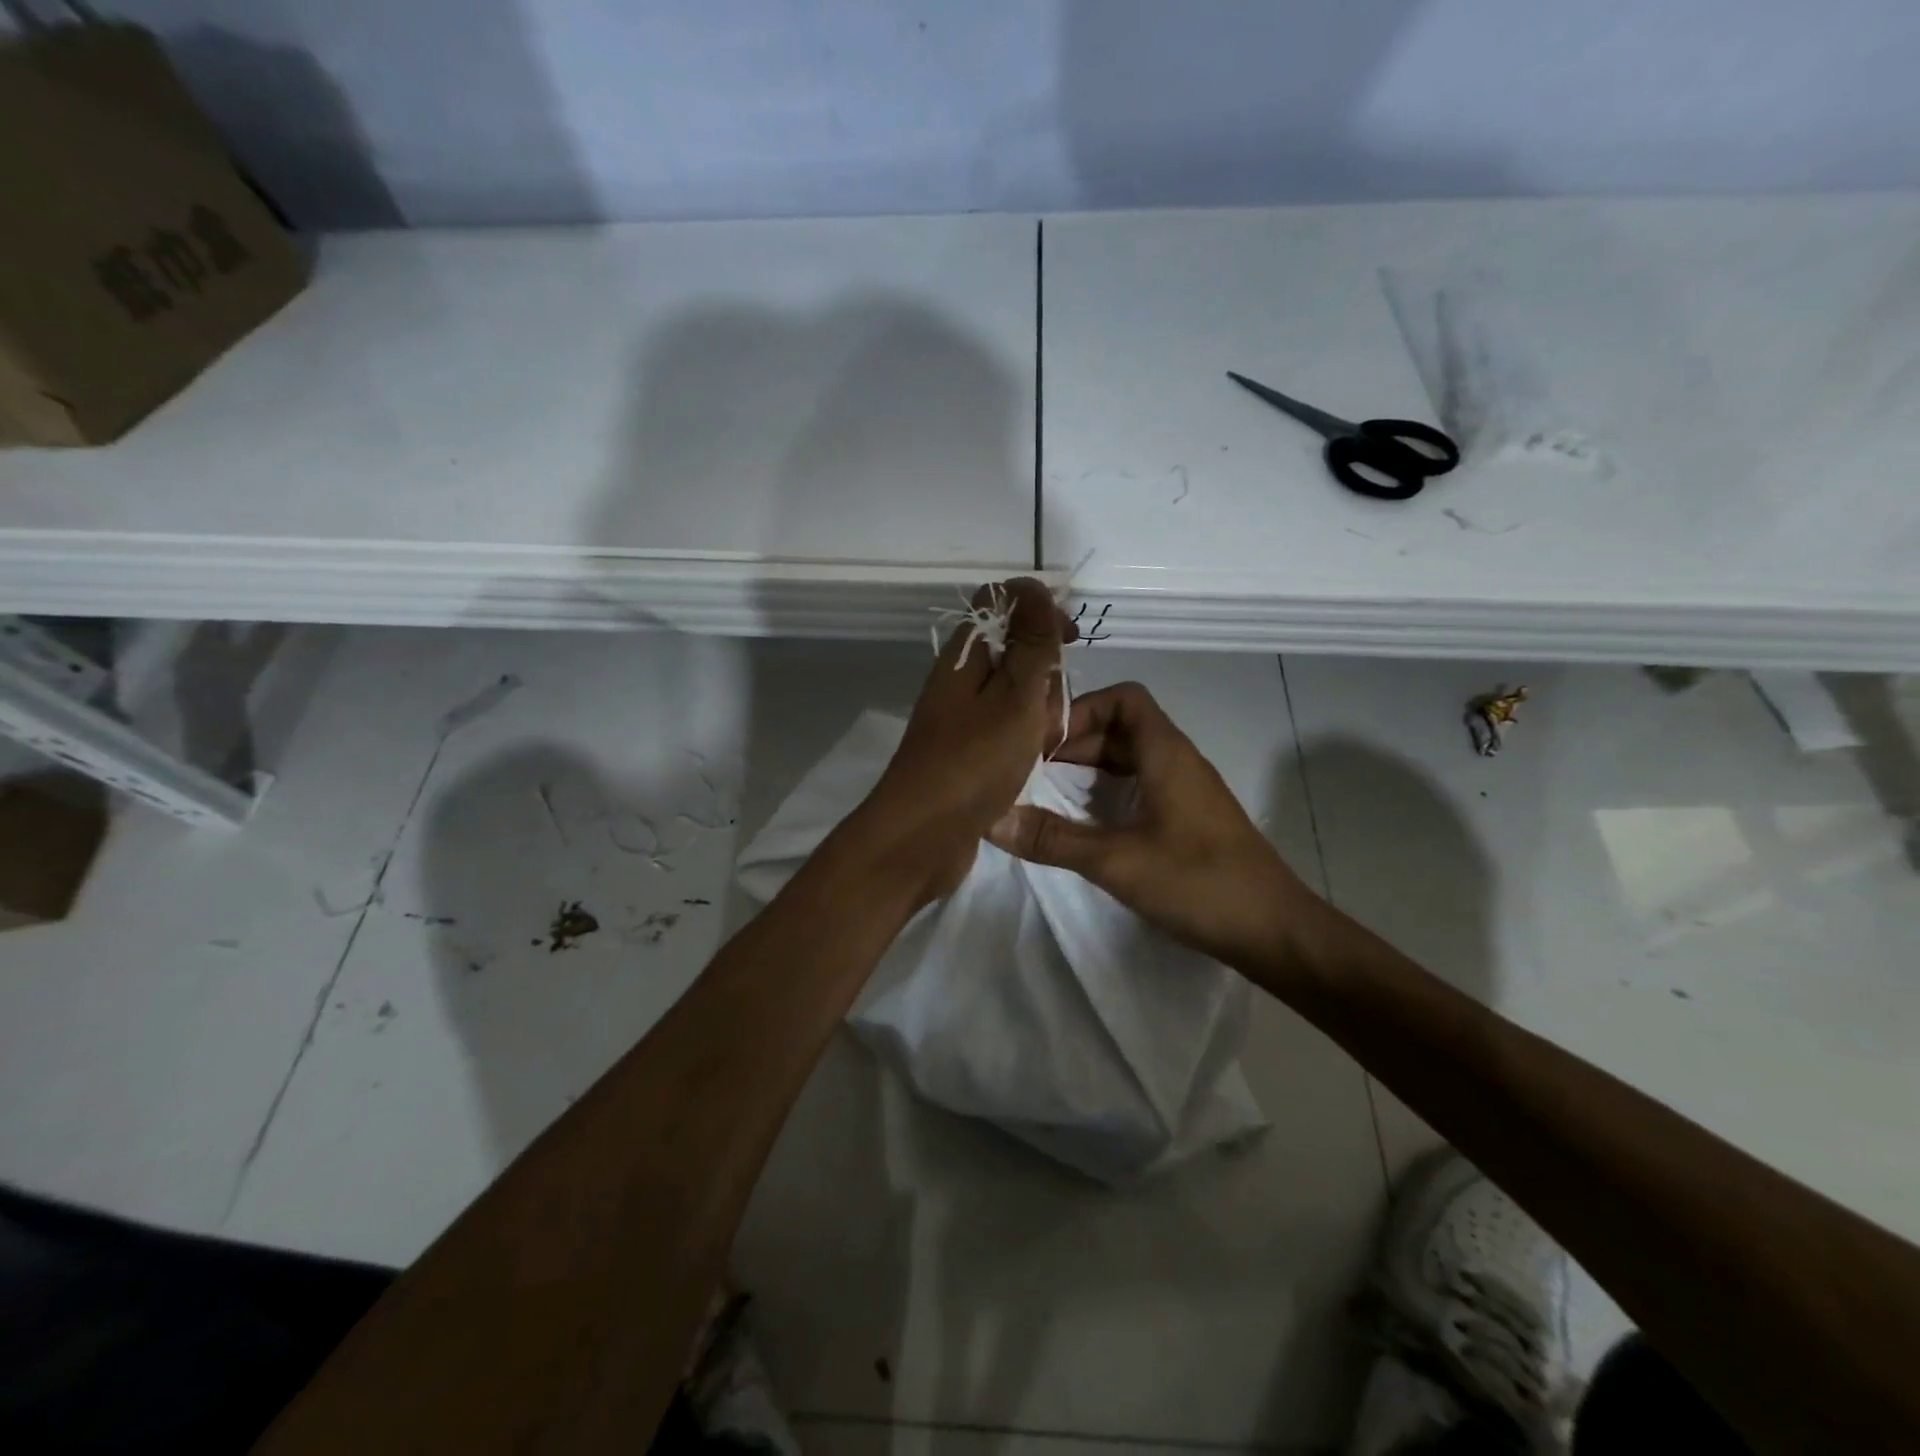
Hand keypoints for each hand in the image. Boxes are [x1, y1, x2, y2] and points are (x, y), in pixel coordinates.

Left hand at [854, 578, 1075, 903]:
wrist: (922, 836)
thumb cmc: (973, 762)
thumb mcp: (1015, 696)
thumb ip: (1030, 643)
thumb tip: (1033, 586)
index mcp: (963, 655)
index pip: (1001, 604)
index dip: (1040, 611)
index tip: (1071, 641)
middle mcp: (958, 680)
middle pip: (1014, 652)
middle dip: (1045, 674)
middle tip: (1047, 710)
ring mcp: (960, 718)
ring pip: (1015, 695)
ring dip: (1038, 712)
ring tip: (1040, 744)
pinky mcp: (965, 752)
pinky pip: (1006, 729)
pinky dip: (1024, 740)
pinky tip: (1032, 762)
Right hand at [987, 681, 1315, 968]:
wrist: (1275, 932)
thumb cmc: (1200, 883)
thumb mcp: (1117, 861)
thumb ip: (1053, 840)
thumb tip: (991, 819)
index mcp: (1166, 753)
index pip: (1123, 698)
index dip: (1080, 709)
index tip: (1042, 741)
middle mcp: (1177, 762)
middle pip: (1120, 728)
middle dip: (1073, 744)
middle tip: (1029, 772)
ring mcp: (1186, 792)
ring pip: (1130, 760)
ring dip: (1088, 771)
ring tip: (1046, 796)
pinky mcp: (1188, 821)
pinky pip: (1140, 789)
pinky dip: (1107, 795)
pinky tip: (1084, 826)